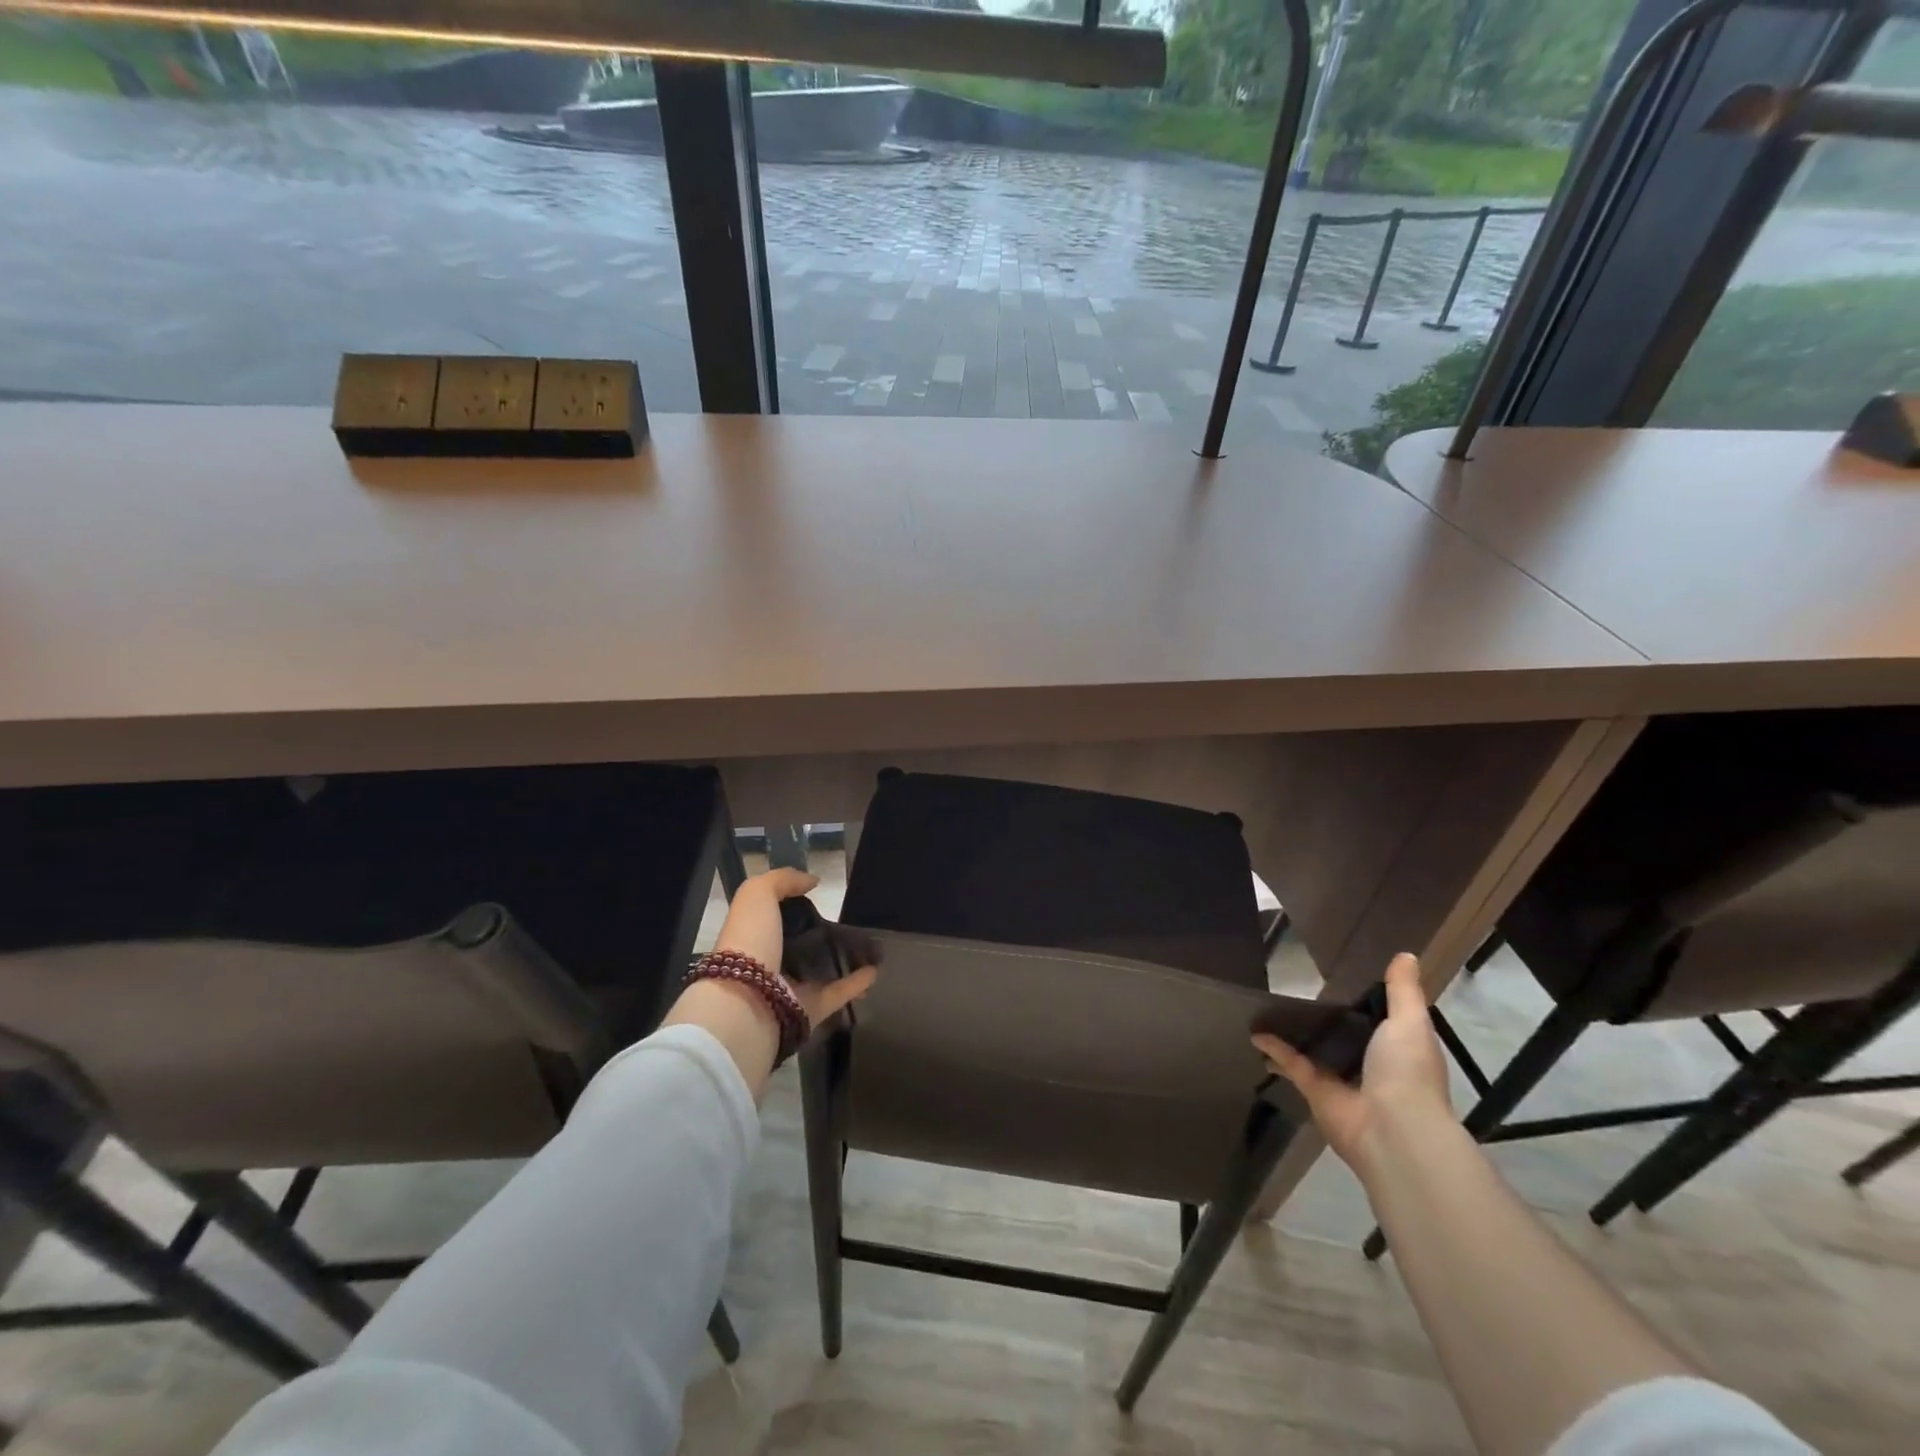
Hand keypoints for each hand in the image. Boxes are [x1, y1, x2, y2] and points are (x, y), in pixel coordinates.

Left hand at [714, 868, 876, 1029]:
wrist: (746, 1000)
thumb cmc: (749, 941)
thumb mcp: (756, 894)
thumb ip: (782, 881)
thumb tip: (812, 881)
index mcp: (753, 937)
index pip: (774, 918)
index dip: (792, 906)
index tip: (818, 896)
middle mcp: (769, 963)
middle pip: (798, 946)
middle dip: (818, 934)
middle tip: (847, 921)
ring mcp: (790, 989)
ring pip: (820, 971)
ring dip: (841, 960)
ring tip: (868, 946)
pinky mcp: (810, 1010)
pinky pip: (837, 994)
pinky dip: (856, 984)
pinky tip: (875, 970)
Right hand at [1251, 953, 1452, 1174]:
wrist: (1393, 1129)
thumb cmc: (1408, 1071)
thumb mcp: (1410, 1022)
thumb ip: (1403, 991)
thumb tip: (1406, 955)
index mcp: (1399, 1050)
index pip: (1382, 1022)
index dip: (1367, 1003)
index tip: (1346, 979)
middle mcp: (1372, 1066)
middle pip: (1346, 1037)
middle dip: (1329, 1019)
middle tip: (1303, 989)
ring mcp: (1342, 1080)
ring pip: (1317, 1051)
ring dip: (1297, 1035)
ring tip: (1273, 1010)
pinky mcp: (1315, 1091)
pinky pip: (1292, 1064)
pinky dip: (1274, 1050)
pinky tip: (1255, 1033)